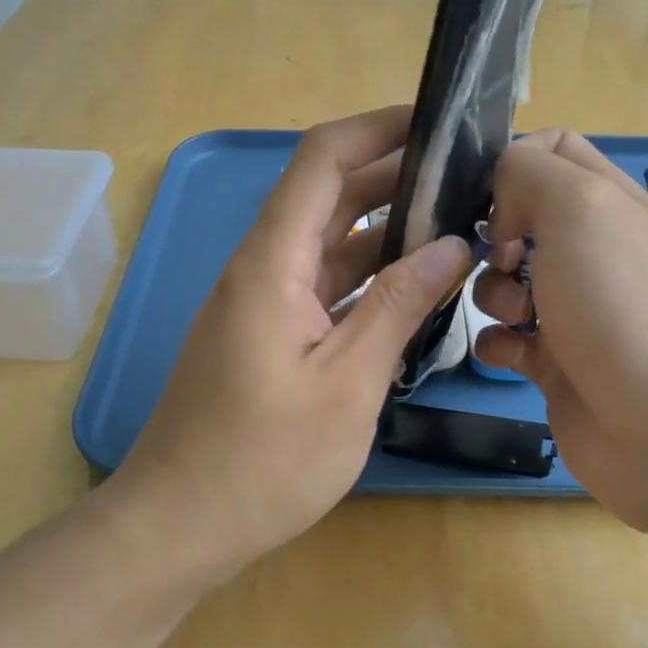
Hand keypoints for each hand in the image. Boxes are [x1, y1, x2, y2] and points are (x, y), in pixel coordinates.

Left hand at [114, 106, 472, 576]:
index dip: (377, 128)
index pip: (322, 161)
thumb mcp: (346, 384)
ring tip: (457, 227)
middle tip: (469, 180)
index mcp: (271, 263)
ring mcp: (262, 303)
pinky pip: (323, 287)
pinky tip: (414, 288)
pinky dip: (367, 279)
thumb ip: (398, 307)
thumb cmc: (262, 461)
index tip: (439, 122)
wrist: (178, 525)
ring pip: (329, 244)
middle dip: (396, 177)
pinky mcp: (267, 335)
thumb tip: (452, 245)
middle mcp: (262, 269)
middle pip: (329, 197)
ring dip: (387, 232)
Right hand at [471, 130, 647, 535]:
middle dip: (494, 235)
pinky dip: (496, 342)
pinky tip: (507, 353)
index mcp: (609, 204)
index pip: (553, 151)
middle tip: (499, 258)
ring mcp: (575, 309)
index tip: (489, 199)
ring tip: (515, 316)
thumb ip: (529, 173)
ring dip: (492, 292)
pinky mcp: (556, 363)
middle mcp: (593, 251)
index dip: (512, 164)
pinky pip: (506, 339)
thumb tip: (501, 198)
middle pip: (520, 218)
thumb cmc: (621, 307)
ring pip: (505, 280)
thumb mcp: (579, 210)